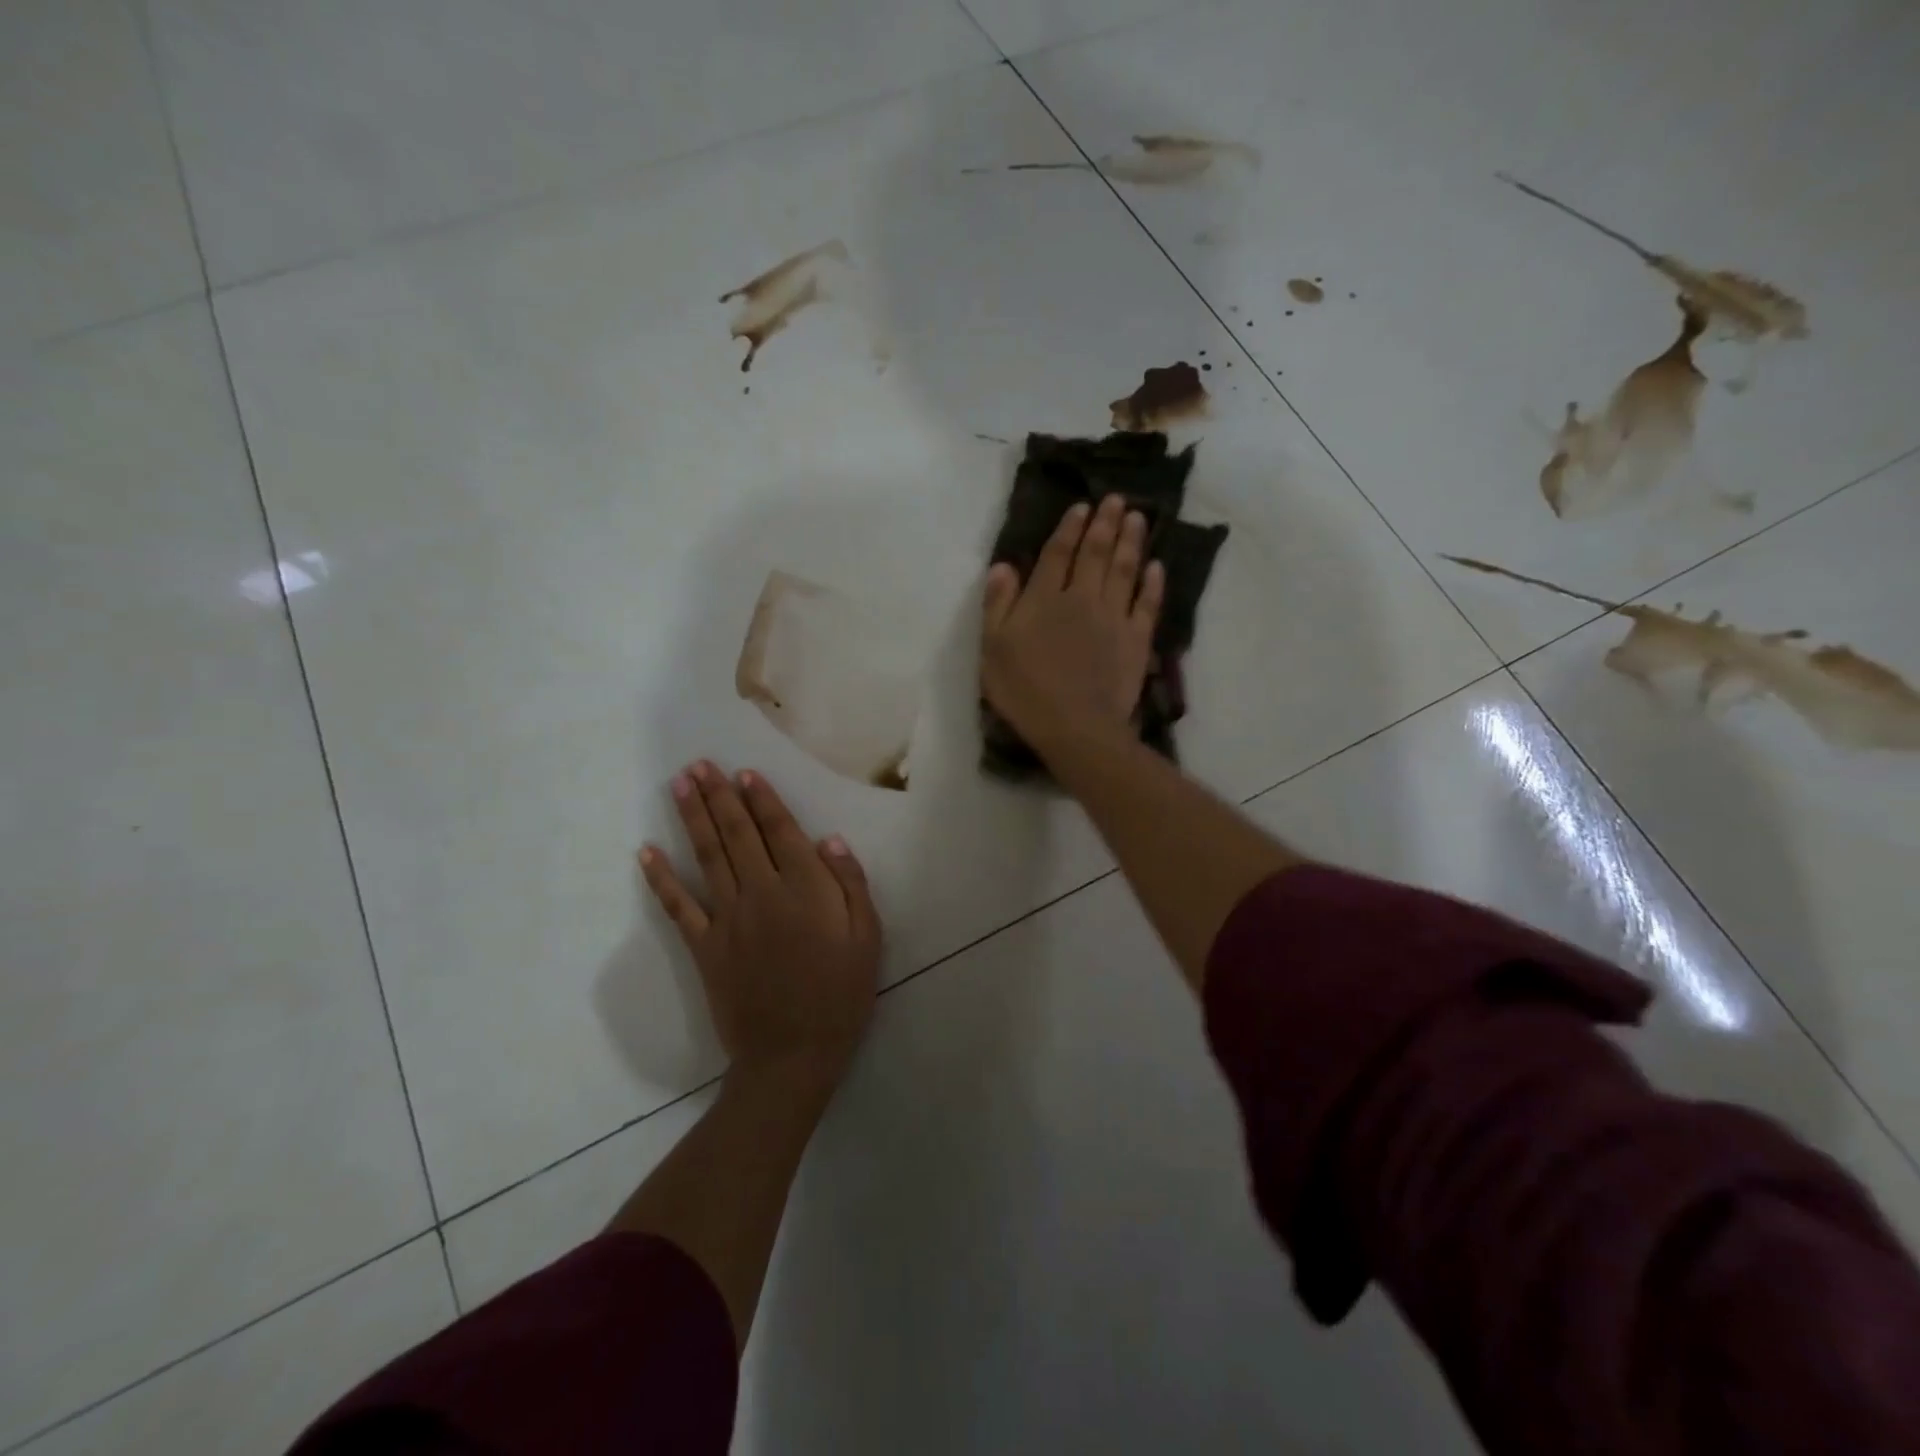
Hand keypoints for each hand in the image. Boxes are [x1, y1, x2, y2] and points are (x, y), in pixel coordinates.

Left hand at [641, 762, 880, 1098]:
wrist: (793, 1055)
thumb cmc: (840, 995)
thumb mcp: (868, 939)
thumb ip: (851, 885)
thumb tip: (830, 840)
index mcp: (805, 889)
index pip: (780, 831)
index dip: (762, 800)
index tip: (745, 773)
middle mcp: (762, 893)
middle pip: (738, 835)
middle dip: (719, 796)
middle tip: (700, 764)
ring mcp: (728, 919)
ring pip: (708, 857)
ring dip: (693, 818)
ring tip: (680, 785)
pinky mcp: (704, 947)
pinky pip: (678, 907)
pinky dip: (661, 879)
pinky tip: (646, 853)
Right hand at [981, 493, 1163, 756]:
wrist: (1075, 725)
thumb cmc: (1025, 689)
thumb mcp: (993, 648)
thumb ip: (998, 604)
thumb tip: (1003, 565)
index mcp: (1044, 598)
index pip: (1057, 554)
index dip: (1069, 528)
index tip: (1081, 506)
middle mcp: (1082, 598)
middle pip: (1095, 553)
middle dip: (1105, 523)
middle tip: (1116, 499)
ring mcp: (1114, 617)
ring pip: (1124, 570)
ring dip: (1131, 541)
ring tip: (1137, 517)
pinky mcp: (1136, 639)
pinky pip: (1148, 603)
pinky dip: (1153, 583)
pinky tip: (1157, 566)